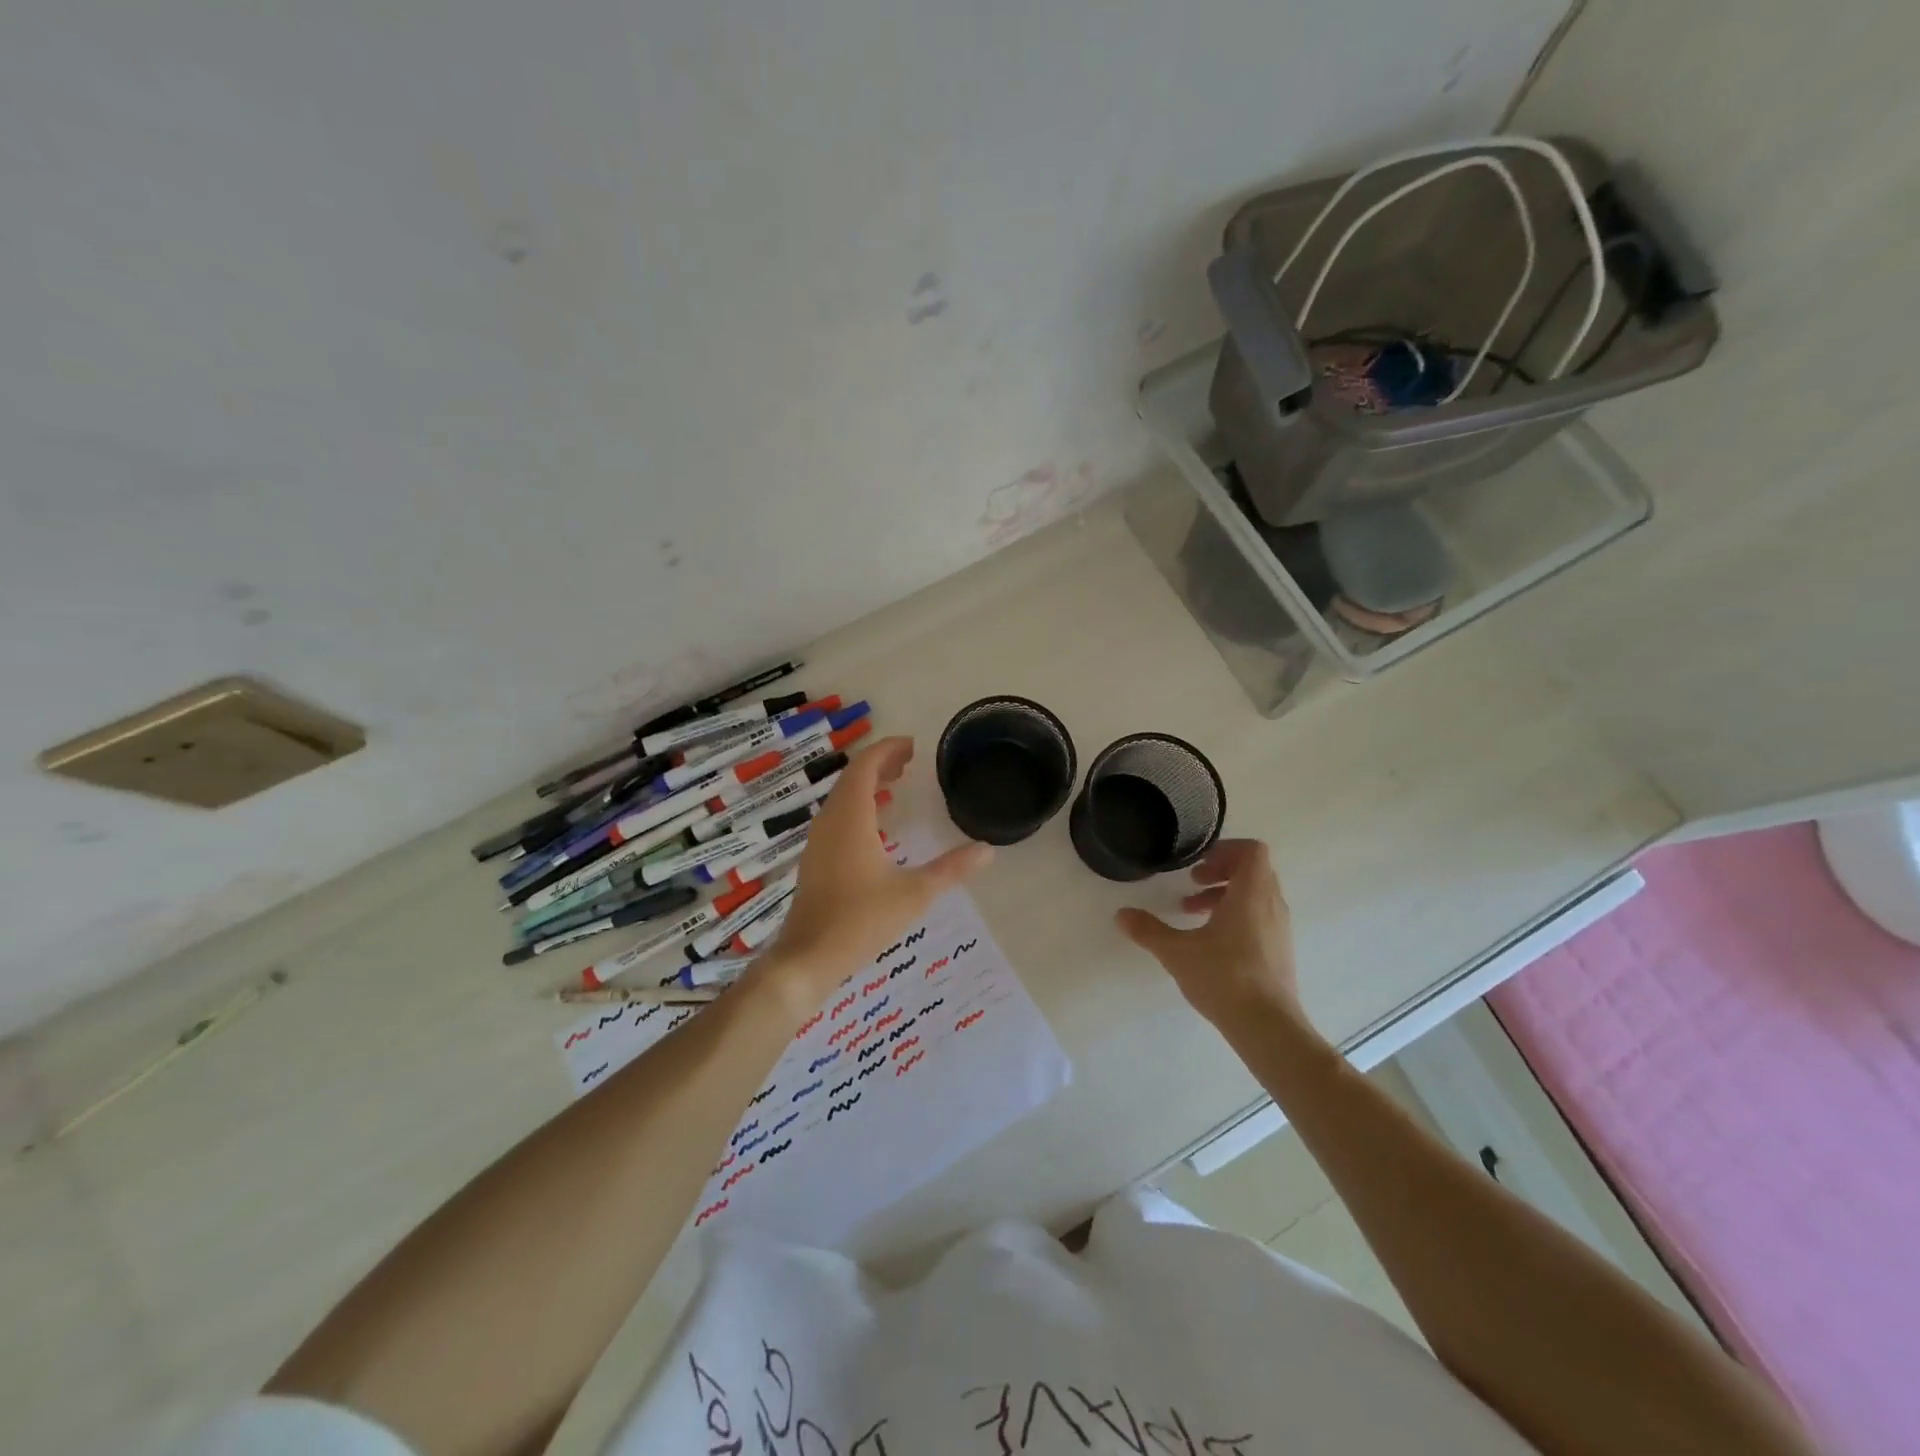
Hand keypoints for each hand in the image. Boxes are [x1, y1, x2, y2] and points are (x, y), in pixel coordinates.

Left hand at [758, 737, 992, 1005]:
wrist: (808, 957)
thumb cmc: (862, 920)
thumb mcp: (915, 893)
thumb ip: (952, 869)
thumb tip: (988, 850)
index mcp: (851, 818)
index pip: (865, 767)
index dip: (887, 750)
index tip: (912, 746)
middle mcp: (830, 822)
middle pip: (852, 778)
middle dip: (880, 764)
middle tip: (909, 762)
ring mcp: (818, 841)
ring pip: (842, 798)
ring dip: (867, 785)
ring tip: (895, 785)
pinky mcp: (815, 860)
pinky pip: (837, 816)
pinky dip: (858, 806)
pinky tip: (876, 825)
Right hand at [1116, 839, 1312, 1032]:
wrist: (1268, 1027)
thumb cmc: (1225, 978)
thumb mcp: (1177, 952)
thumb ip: (1148, 930)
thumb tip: (1121, 914)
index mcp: (1251, 894)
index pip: (1252, 851)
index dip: (1226, 850)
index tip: (1199, 864)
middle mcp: (1271, 905)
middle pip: (1253, 871)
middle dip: (1221, 871)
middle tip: (1192, 883)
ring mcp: (1280, 929)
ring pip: (1256, 895)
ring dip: (1226, 895)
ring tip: (1193, 912)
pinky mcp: (1280, 951)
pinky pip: (1260, 917)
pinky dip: (1237, 915)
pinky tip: (1211, 941)